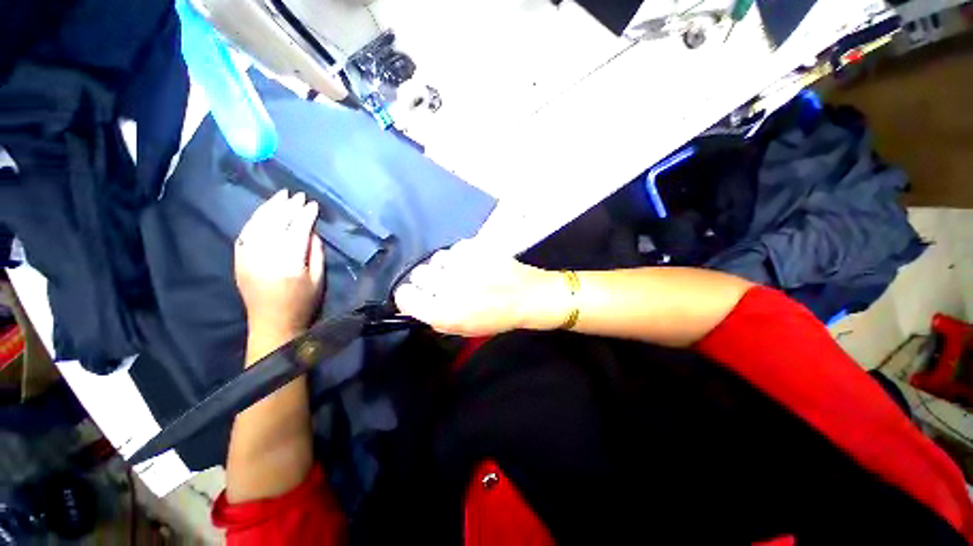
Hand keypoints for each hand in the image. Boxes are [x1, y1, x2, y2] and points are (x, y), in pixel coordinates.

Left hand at [235, 191, 324, 342]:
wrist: (272, 324)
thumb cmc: (303, 304)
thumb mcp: (318, 280)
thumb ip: (316, 253)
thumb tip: (312, 231)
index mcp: (289, 263)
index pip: (297, 230)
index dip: (305, 215)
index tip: (313, 204)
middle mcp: (265, 256)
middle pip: (276, 223)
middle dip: (287, 207)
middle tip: (297, 195)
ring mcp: (248, 258)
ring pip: (257, 225)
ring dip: (269, 209)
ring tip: (279, 197)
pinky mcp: (239, 261)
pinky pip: (244, 235)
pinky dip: (254, 221)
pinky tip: (263, 214)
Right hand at [394, 240, 568, 336]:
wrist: (529, 297)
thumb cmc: (496, 318)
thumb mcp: (463, 328)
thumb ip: (434, 315)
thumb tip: (414, 300)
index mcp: (444, 313)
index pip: (404, 296)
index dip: (410, 295)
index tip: (418, 295)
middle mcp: (448, 287)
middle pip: (418, 274)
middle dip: (429, 280)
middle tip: (446, 284)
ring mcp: (462, 264)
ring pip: (436, 258)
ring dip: (446, 266)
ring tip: (465, 273)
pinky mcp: (475, 247)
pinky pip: (454, 248)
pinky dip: (461, 256)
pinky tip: (476, 263)